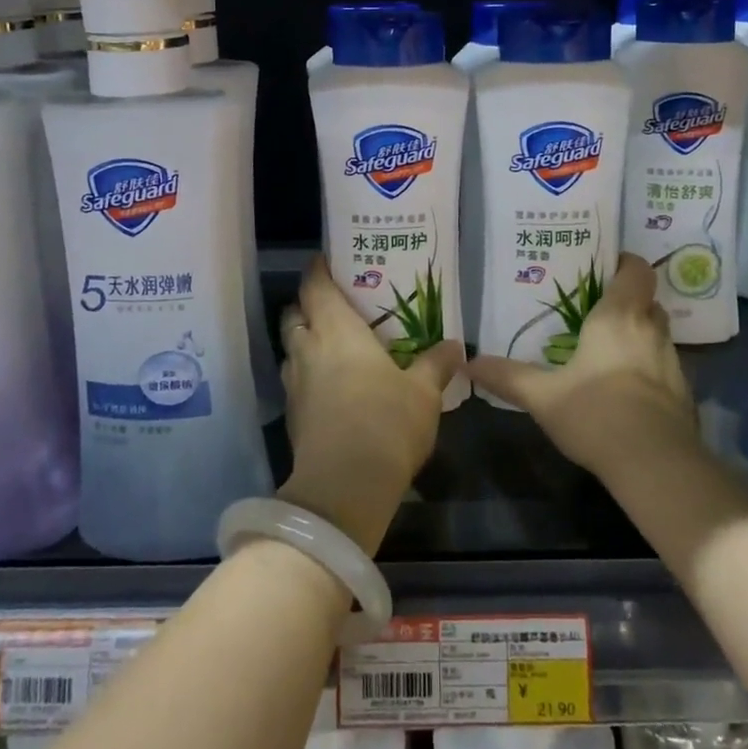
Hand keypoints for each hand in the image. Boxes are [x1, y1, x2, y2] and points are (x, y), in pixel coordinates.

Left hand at [276, 257, 463, 553]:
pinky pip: (296, 379)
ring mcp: (294, 383)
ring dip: (306, 340)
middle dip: (309, 304)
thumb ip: (436, 364)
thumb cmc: (386, 422)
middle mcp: (308, 348)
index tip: (329, 259)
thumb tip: (455, 345)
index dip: (318, 268)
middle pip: (295, 313)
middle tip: (337, 303)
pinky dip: (308, 373)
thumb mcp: (423, 392)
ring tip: (334, 343)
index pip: (314, 284)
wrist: (343, 488)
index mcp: (336, 329)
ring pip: (292, 348)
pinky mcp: (292, 416)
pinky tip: (331, 385)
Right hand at [468, 255, 698, 482]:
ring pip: (657, 333)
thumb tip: (468, 364)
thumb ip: (507, 377)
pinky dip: (648, 366)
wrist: (656, 466)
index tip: (604, 268)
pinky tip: (625, 386)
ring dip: (639, 334)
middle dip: (628, 300)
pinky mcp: (683, 393)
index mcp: (618, 317)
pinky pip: (664, 365)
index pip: (636, 270)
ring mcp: (672, 362)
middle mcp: (650, 330)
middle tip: (596, 308)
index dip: (625, 263)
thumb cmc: (597, 414)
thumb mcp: (543, 396)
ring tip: (608, 346)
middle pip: (647, 301)